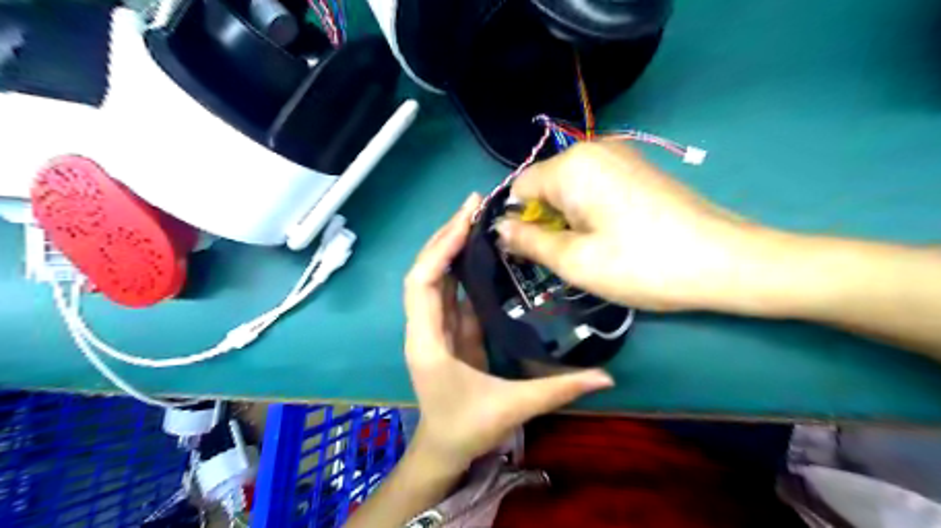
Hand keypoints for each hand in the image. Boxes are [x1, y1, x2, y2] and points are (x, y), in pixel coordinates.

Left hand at [405, 191, 617, 469]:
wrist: (443, 450)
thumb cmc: (467, 429)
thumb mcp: (512, 408)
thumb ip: (558, 390)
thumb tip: (607, 376)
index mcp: (428, 341)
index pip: (423, 283)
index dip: (441, 248)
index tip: (466, 220)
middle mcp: (425, 326)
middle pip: (426, 270)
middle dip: (446, 235)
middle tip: (474, 204)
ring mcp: (436, 327)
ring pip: (436, 277)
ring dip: (452, 246)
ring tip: (477, 217)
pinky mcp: (450, 330)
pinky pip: (451, 291)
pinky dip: (462, 267)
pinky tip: (481, 251)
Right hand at [500, 142, 762, 311]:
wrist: (725, 261)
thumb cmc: (641, 264)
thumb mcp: (575, 261)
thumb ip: (529, 242)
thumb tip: (500, 228)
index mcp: (572, 166)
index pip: (520, 188)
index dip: (519, 222)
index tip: (533, 253)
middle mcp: (593, 149)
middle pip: (545, 185)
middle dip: (545, 220)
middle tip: (566, 257)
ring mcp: (620, 155)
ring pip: (569, 187)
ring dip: (567, 218)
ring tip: (591, 250)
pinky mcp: (638, 168)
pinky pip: (594, 186)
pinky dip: (589, 211)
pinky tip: (611, 235)